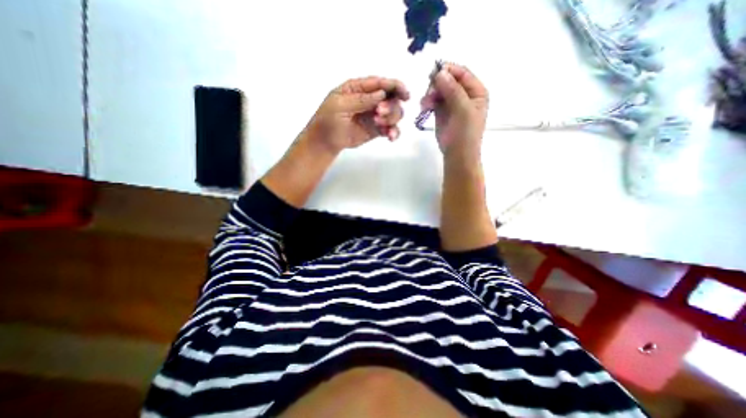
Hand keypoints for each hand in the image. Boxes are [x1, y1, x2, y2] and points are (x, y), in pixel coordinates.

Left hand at [301, 74, 407, 153]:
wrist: (325, 142)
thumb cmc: (328, 120)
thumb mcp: (339, 105)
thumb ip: (360, 100)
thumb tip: (381, 94)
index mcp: (359, 89)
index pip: (380, 83)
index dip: (395, 86)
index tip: (405, 94)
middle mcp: (370, 100)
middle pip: (391, 98)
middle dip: (390, 106)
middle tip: (379, 114)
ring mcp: (375, 116)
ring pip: (394, 113)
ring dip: (391, 119)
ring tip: (379, 126)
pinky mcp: (377, 130)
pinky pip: (390, 129)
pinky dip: (394, 132)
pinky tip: (390, 137)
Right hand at [419, 63, 490, 160]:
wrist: (457, 154)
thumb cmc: (465, 134)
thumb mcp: (463, 110)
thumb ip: (453, 90)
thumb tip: (440, 72)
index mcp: (476, 91)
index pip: (462, 73)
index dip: (448, 70)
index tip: (433, 73)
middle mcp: (464, 94)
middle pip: (449, 80)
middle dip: (437, 84)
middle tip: (428, 93)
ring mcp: (452, 103)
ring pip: (439, 90)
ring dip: (430, 94)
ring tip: (425, 104)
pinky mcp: (441, 112)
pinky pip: (434, 101)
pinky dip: (428, 102)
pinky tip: (424, 107)